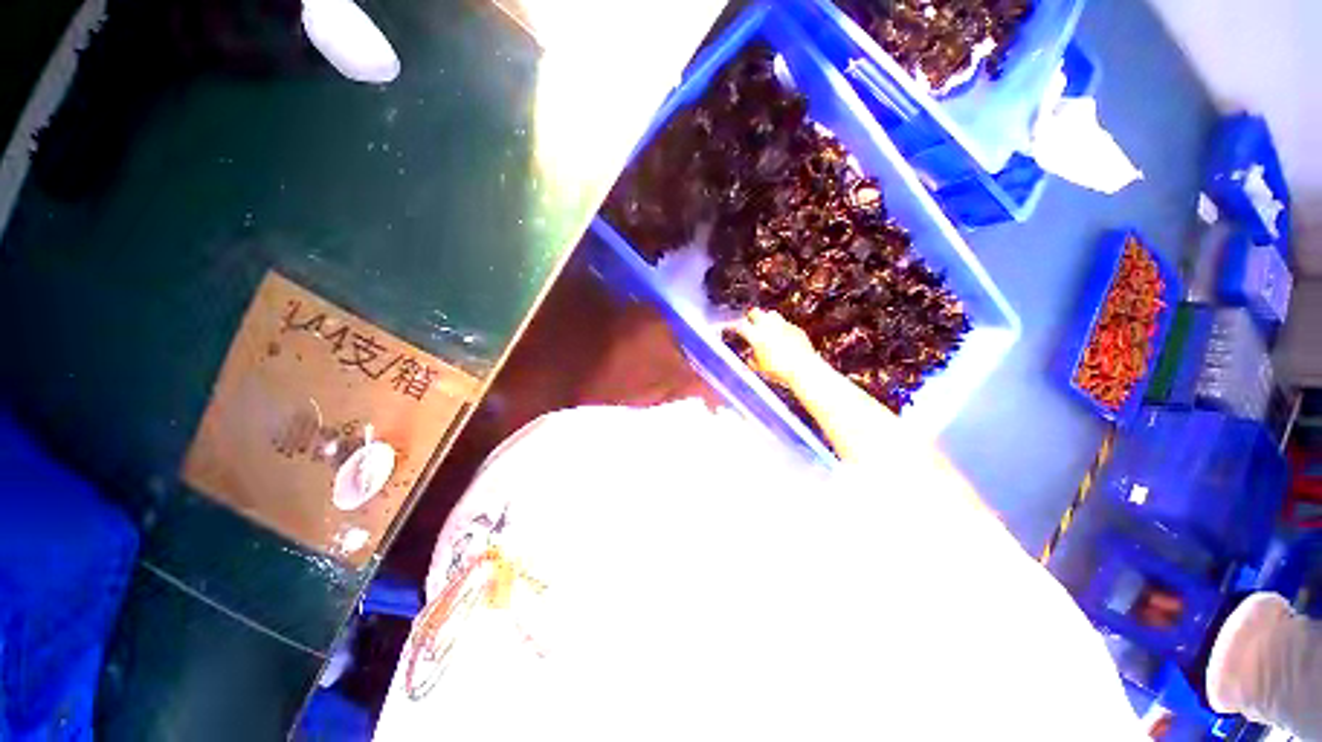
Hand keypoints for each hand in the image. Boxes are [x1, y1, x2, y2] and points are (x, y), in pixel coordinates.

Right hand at [731, 309, 821, 386]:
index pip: (740, 325)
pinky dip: (781, 328)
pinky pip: (785, 324)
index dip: (733, 325)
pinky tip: (782, 338)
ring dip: (766, 319)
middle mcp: (768, 326)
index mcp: (756, 336)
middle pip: (755, 312)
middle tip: (749, 324)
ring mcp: (783, 325)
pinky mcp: (795, 328)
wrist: (803, 369)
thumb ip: (752, 360)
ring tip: (766, 329)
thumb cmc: (780, 370)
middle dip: (750, 317)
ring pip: (771, 314)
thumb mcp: (760, 368)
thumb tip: (751, 358)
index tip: (730, 326)